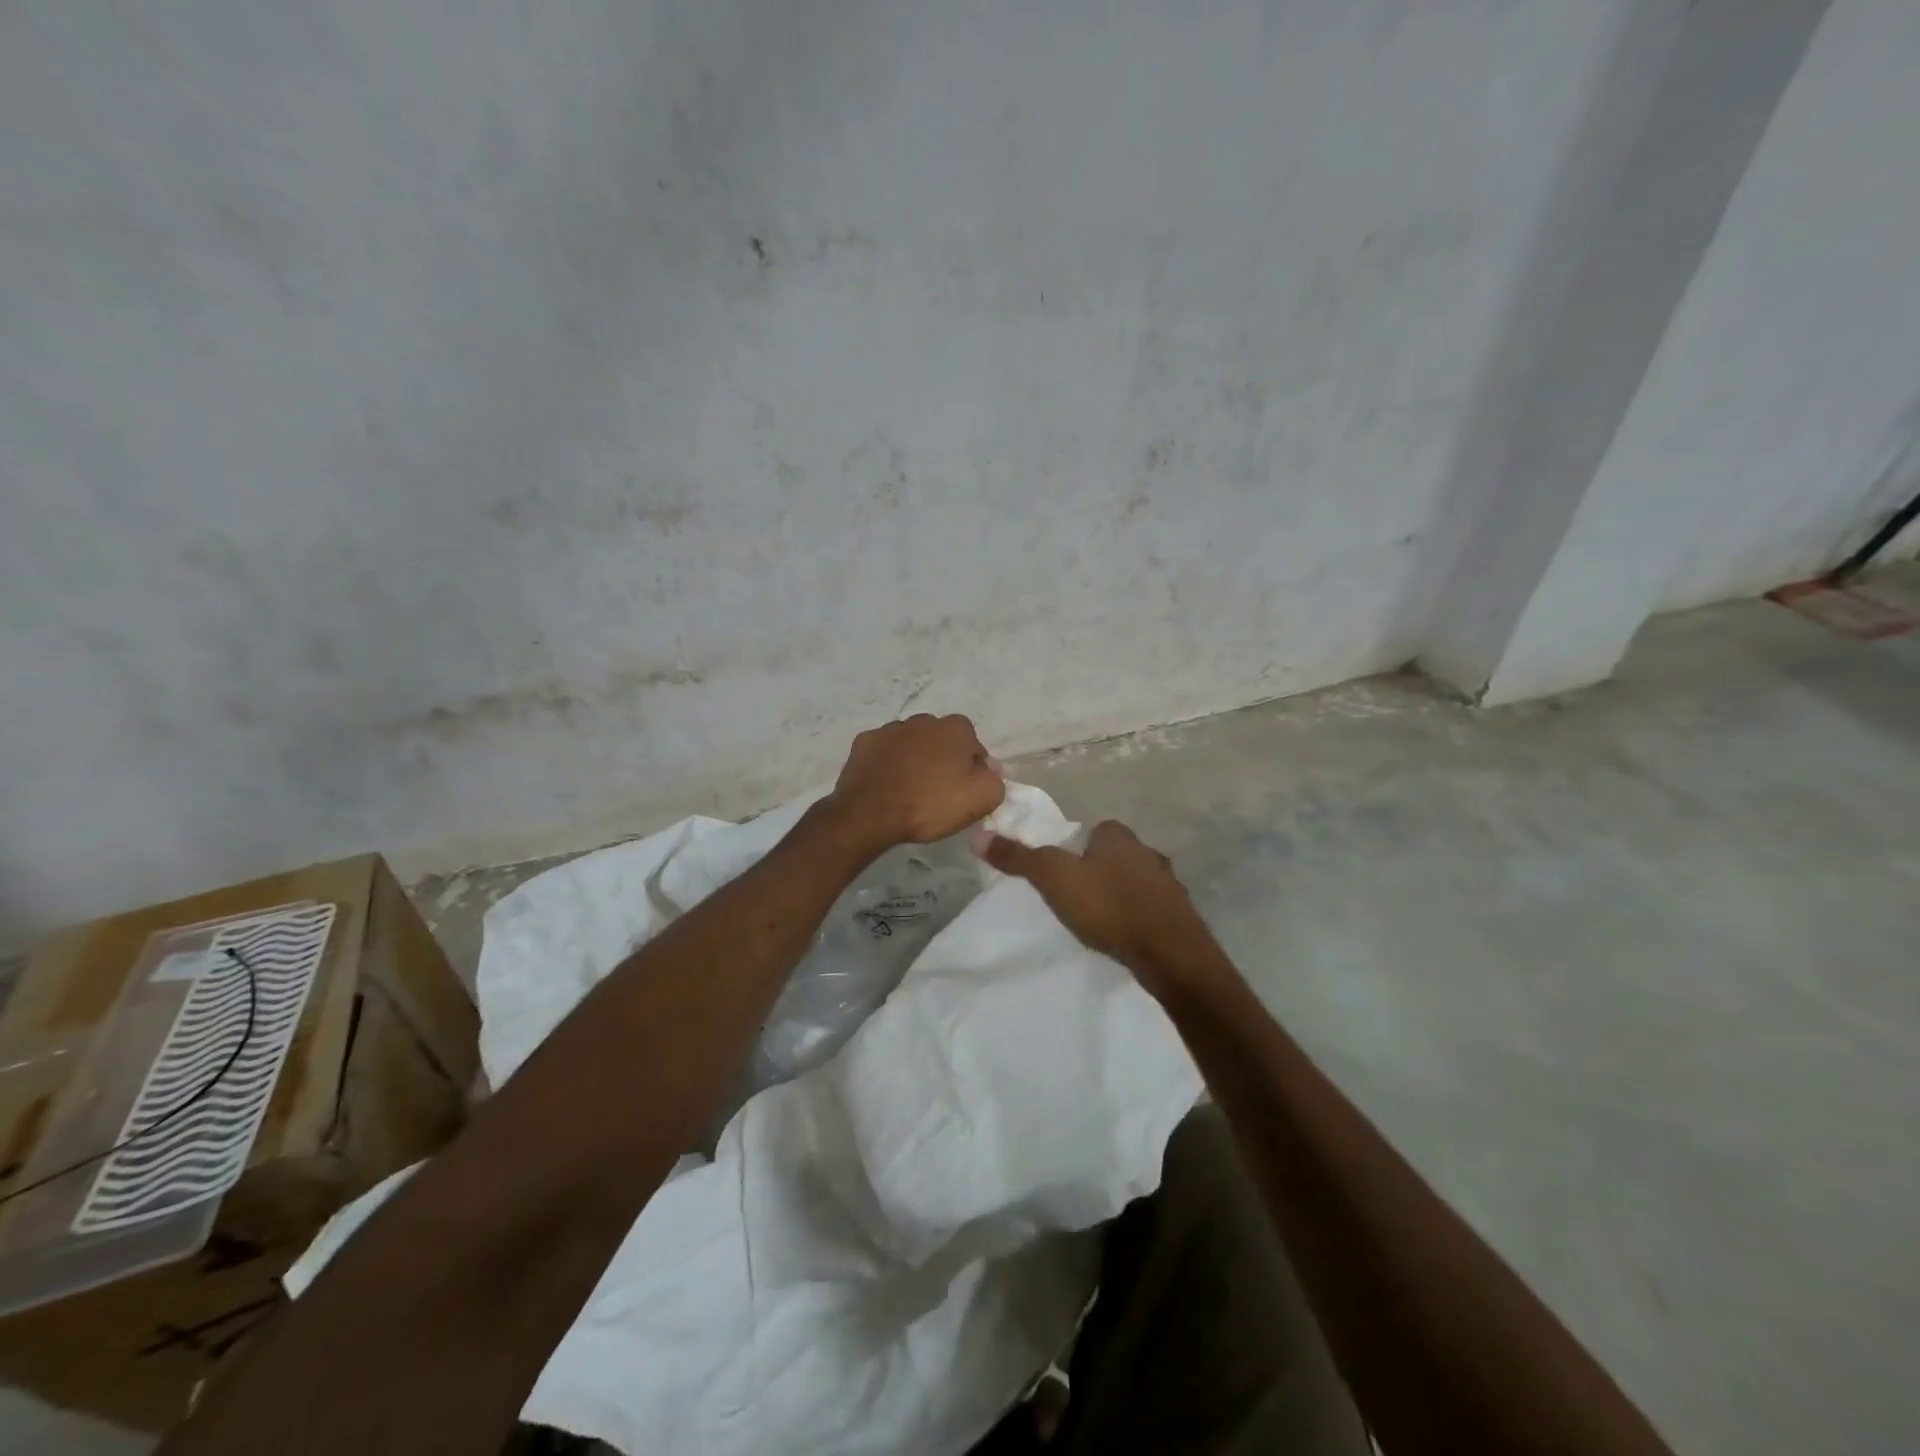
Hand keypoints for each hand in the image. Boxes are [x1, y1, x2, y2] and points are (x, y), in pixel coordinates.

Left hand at [826, 714, 1005, 849]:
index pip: (974, 747)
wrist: (871, 813)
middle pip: (942, 742)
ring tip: (910, 792)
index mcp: (955, 728)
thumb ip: (995, 780)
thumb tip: (987, 770)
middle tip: (939, 793)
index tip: (965, 793)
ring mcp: (890, 729)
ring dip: (914, 761)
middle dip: (943, 761)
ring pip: (912, 745)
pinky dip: (888, 765)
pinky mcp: (864, 743)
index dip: (973, 770)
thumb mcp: (982, 798)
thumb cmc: (931, 803)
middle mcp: (923, 719)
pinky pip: (884, 753)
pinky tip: (887, 786)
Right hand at [976, 820, 1229, 996]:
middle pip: (1117, 854)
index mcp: (1119, 836)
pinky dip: (1140, 917)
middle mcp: (1148, 851)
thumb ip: (1018, 857)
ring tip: (1102, 919)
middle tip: (1079, 896)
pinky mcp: (1182, 915)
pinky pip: (1153, 908)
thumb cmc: (1108, 907)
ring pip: (1137, 881)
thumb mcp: (1053, 878)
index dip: (1078, 848)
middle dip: (1101, 870)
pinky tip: (1128, 935)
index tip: (1064, 872)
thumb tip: (978, 836)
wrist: (1169, 954)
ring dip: (1122, 894)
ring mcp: (1170, 884)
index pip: (1095, 830)